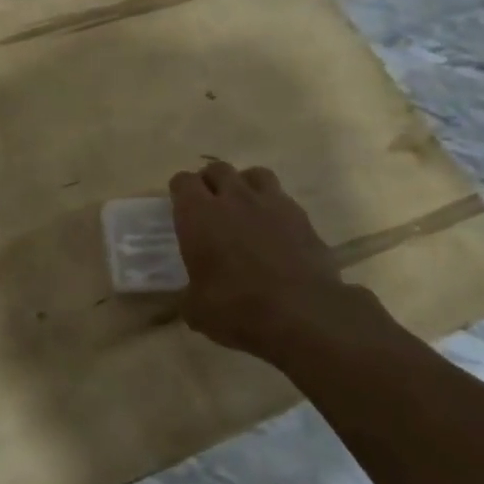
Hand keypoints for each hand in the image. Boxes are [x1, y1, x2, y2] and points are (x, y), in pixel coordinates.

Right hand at [168, 161, 389, 363]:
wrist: (303, 314)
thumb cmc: (237, 308)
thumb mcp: (197, 310)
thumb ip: (189, 293)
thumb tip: (190, 295)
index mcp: (198, 215)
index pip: (183, 181)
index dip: (180, 191)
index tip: (180, 206)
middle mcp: (233, 198)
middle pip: (217, 169)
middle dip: (211, 182)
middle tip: (210, 205)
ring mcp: (271, 203)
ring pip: (254, 174)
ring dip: (245, 185)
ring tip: (244, 207)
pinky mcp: (301, 217)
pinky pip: (282, 198)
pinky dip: (274, 207)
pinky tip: (274, 228)